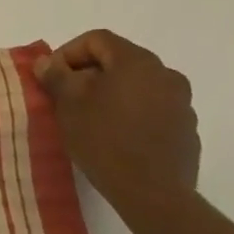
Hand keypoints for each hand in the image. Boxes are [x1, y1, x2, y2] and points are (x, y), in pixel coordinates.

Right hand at [35, 29, 199, 217]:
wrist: (153, 194)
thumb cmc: (104, 138)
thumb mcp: (68, 103)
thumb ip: (56, 75)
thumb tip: (47, 62)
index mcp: (137, 61)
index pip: (97, 40)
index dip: (68, 53)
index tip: (52, 77)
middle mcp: (166, 75)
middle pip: (119, 61)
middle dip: (89, 74)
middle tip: (66, 97)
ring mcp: (182, 104)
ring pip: (137, 86)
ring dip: (111, 94)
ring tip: (90, 118)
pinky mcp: (186, 131)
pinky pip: (152, 110)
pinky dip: (131, 114)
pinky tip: (115, 137)